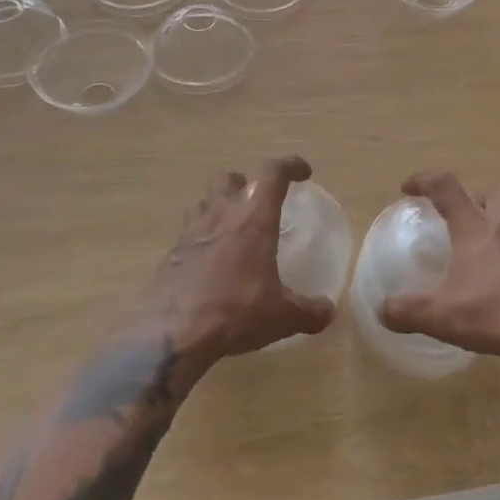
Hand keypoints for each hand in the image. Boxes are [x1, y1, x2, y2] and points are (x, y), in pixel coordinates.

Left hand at [148, 156, 335, 368]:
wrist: (173, 333)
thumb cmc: (236, 312)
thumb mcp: (282, 317)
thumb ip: (309, 311)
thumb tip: (328, 311)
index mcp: (253, 220)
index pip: (273, 174)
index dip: (290, 166)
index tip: (303, 173)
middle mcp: (221, 216)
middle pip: (228, 178)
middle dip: (244, 183)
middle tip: (255, 203)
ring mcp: (191, 233)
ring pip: (204, 203)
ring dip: (218, 208)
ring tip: (230, 231)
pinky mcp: (171, 254)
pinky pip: (188, 235)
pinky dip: (200, 241)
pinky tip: (208, 265)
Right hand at [379, 172, 499, 365]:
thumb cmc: (495, 312)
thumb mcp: (442, 316)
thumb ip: (408, 312)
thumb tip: (381, 310)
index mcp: (475, 228)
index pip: (447, 188)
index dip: (425, 181)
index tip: (408, 188)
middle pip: (495, 192)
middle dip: (476, 196)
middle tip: (461, 215)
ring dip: (497, 226)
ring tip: (480, 253)